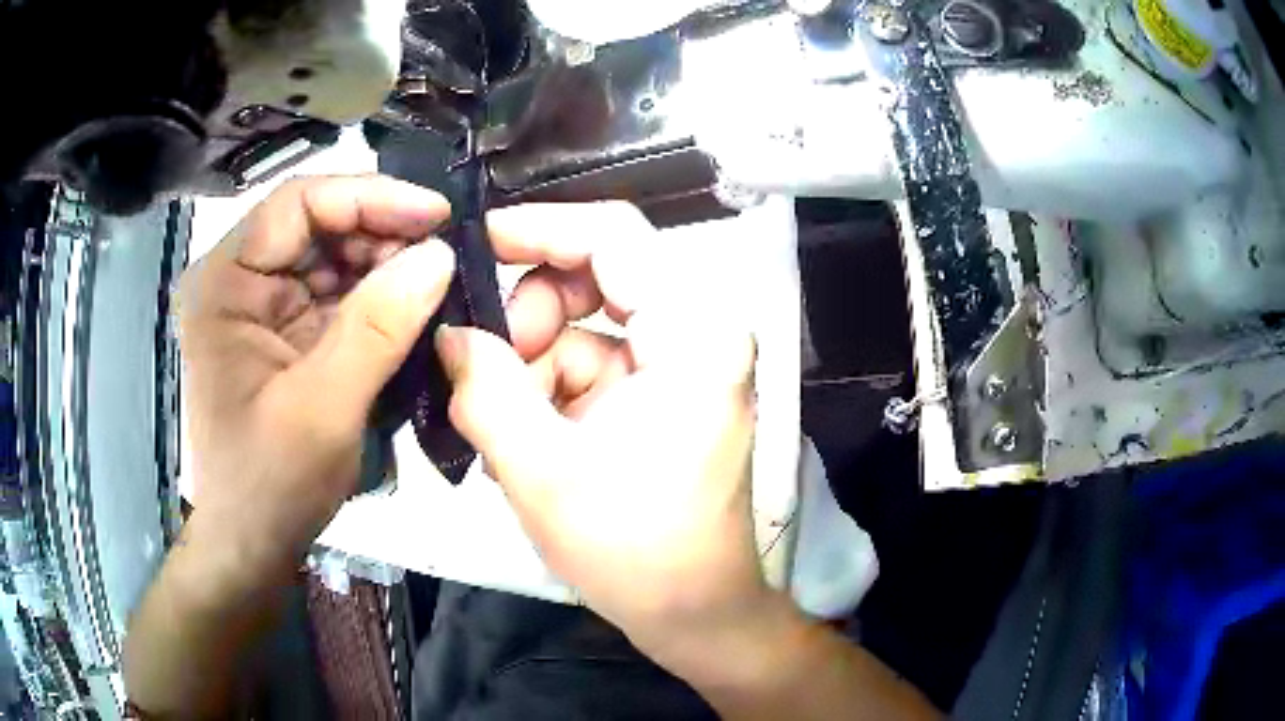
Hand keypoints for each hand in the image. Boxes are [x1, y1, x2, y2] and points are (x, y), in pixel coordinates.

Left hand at [179, 175, 454, 580]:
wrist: (253, 543)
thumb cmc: (270, 483)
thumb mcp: (323, 408)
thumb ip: (377, 327)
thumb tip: (441, 254)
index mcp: (225, 283)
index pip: (298, 204)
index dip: (369, 197)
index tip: (436, 215)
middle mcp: (239, 280)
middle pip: (317, 224)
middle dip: (382, 233)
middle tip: (444, 253)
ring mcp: (261, 305)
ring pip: (332, 255)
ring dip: (385, 264)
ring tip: (436, 280)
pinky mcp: (285, 331)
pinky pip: (336, 294)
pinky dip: (377, 297)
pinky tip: (412, 306)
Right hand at [436, 202, 768, 660]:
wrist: (694, 612)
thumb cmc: (633, 551)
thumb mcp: (540, 470)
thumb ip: (485, 389)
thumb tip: (451, 333)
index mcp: (693, 334)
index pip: (613, 235)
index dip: (538, 228)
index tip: (474, 246)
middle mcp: (699, 333)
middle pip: (595, 278)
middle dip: (528, 320)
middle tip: (487, 374)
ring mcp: (682, 364)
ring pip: (582, 327)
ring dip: (531, 368)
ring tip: (503, 430)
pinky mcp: (663, 394)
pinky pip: (592, 365)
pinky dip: (549, 393)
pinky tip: (526, 443)